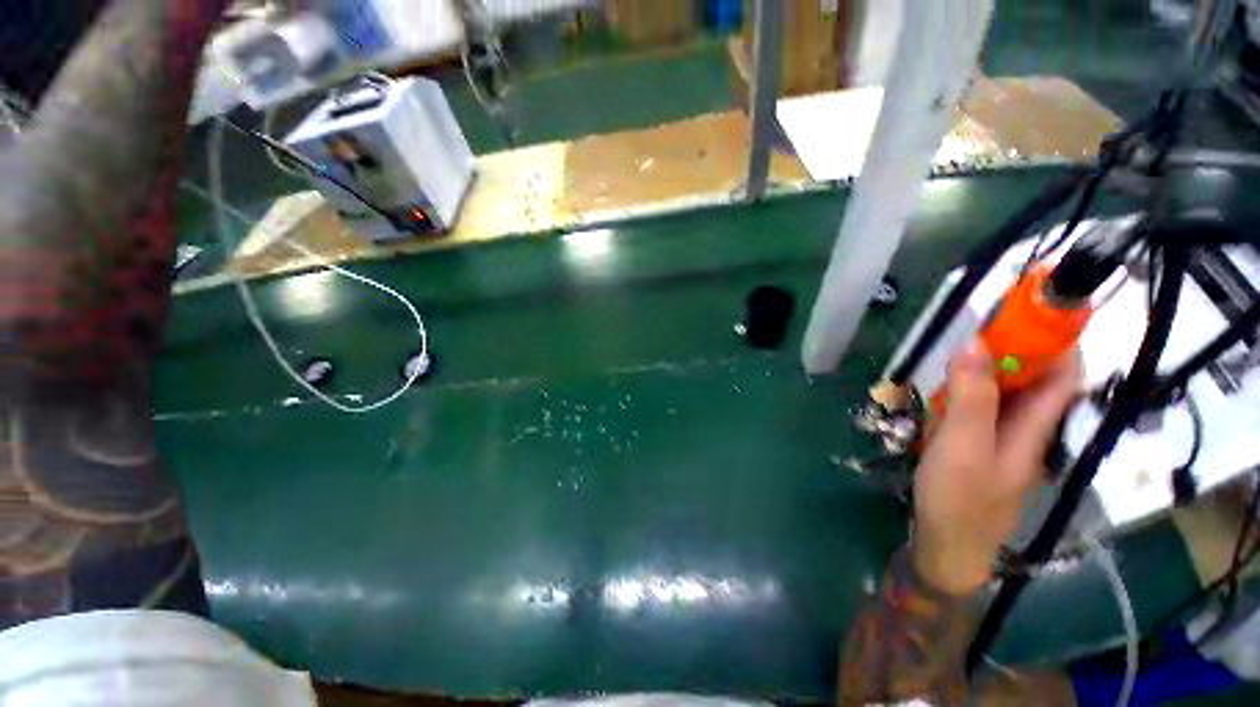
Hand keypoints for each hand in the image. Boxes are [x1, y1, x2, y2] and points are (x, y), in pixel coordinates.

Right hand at [911, 342, 1082, 594]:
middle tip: (966, 344)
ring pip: (1000, 397)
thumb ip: (972, 396)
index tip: (1028, 315)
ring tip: (944, 376)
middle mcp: (1025, 431)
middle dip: (1005, 356)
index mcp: (1035, 429)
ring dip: (977, 379)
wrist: (946, 547)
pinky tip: (937, 406)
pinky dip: (961, 401)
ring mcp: (1000, 442)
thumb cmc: (959, 498)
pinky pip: (977, 414)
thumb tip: (975, 344)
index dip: (1056, 343)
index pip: (1064, 377)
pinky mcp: (977, 451)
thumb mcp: (963, 444)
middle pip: (1030, 383)